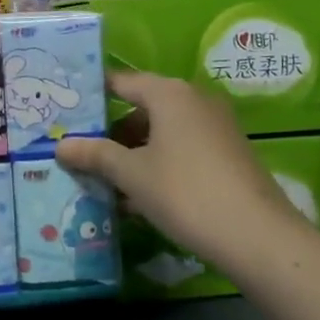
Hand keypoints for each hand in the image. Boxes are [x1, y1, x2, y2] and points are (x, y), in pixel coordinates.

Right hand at [54, 72, 293, 264]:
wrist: (258, 237)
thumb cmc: (185, 192)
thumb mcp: (132, 174)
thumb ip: (95, 155)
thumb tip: (61, 145)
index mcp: (169, 93)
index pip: (120, 82)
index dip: (92, 97)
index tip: (66, 112)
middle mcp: (194, 99)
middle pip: (142, 107)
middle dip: (111, 132)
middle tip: (81, 152)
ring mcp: (216, 126)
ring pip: (162, 131)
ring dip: (134, 152)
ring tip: (105, 180)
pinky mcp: (228, 152)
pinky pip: (182, 148)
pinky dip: (159, 163)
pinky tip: (140, 196)